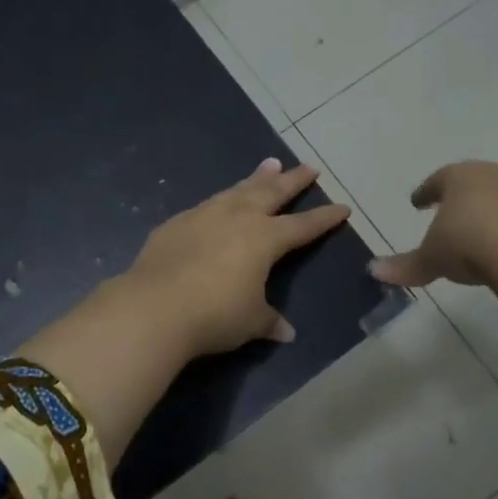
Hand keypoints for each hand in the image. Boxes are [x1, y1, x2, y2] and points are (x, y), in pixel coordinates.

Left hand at [122, 158, 349, 356]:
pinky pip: (207, 205)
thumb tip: (286, 332)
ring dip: (256, 178)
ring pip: (238, 190)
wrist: (154, 306)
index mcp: (265, 239)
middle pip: (272, 192)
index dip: (324, 218)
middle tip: (308, 167)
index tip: (342, 207)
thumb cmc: (214, 314)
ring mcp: (205, 215)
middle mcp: (238, 218)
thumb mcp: (250, 322)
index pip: (303, 226)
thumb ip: (269, 321)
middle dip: (293, 180)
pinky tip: (219, 202)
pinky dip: (221, 199)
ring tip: (269, 166)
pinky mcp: (177, 223)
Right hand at [369, 161, 497, 288]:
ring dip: (493, 211)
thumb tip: (372, 270)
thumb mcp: (432, 258)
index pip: (437, 180)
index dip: (426, 192)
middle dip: (462, 197)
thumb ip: (405, 265)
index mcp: (459, 177)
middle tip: (451, 211)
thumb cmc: (469, 244)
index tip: (417, 202)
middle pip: (474, 182)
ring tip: (483, 231)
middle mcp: (495, 176)